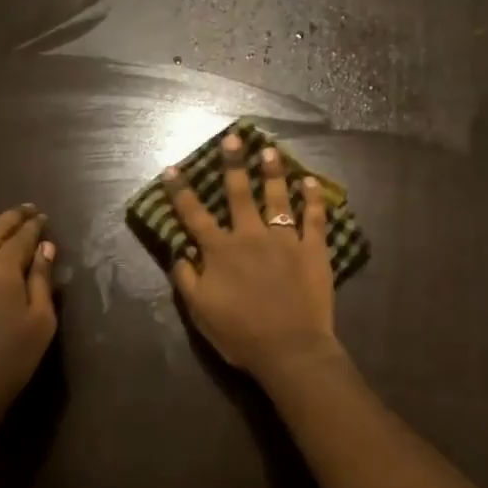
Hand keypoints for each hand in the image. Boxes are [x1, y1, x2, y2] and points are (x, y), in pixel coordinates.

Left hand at [0, 205, 57, 435]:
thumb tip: (45, 248)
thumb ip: (41, 281)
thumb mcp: (40, 322)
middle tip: (26, 210)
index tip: (44, 217)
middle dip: (11, 218)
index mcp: (2, 268)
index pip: (22, 237)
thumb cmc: (8, 360)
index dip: (35, 226)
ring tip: (0, 224)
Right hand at [163, 133, 340, 384]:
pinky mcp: (312, 249)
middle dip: (233, 163)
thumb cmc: (240, 334)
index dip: (181, 191)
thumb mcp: (200, 312)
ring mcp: (284, 239)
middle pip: (239, 193)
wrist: (289, 349)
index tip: (173, 168)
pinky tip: (310, 182)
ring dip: (272, 172)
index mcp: (220, 251)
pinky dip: (312, 198)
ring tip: (270, 150)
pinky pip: (314, 218)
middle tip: (232, 138)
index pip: (194, 215)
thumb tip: (179, 253)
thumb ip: (187, 280)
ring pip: (277, 197)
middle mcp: (250, 236)